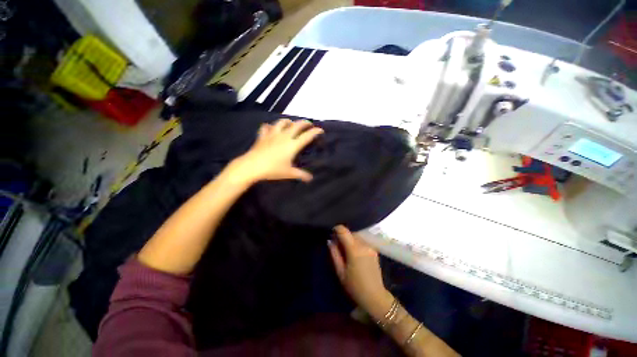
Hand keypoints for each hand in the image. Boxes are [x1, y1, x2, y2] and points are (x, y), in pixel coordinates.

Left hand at [227, 119, 323, 184]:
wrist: (253, 166)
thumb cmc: (273, 170)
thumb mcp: (289, 173)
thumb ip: (301, 175)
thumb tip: (310, 178)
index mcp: (293, 145)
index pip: (307, 136)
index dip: (315, 131)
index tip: (320, 130)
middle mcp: (284, 137)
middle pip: (296, 125)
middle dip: (304, 123)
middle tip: (309, 124)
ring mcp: (273, 134)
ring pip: (282, 122)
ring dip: (288, 121)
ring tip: (291, 123)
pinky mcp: (263, 136)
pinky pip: (266, 127)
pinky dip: (270, 126)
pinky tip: (271, 128)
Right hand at [328, 225, 392, 318]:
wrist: (375, 296)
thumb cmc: (355, 286)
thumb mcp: (340, 272)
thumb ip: (334, 253)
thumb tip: (330, 240)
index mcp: (354, 249)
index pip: (344, 230)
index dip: (336, 229)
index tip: (332, 233)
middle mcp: (363, 244)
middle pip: (350, 232)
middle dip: (343, 235)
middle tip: (337, 244)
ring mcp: (370, 246)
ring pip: (357, 236)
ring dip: (350, 239)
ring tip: (345, 249)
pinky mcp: (374, 250)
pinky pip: (362, 241)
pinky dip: (356, 242)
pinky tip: (354, 252)